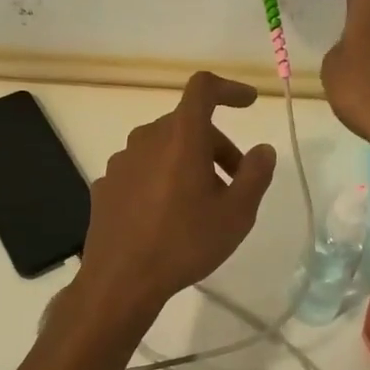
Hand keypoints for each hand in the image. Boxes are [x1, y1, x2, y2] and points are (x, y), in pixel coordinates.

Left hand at [72, 72, 277, 325]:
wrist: (120, 281)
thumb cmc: (185, 242)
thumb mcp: (236, 213)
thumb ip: (256, 174)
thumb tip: (262, 150)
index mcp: (180, 136)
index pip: (203, 88)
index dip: (228, 89)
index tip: (248, 102)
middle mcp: (146, 138)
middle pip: (187, 124)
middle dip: (217, 145)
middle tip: (236, 181)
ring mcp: (121, 161)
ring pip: (163, 148)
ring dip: (188, 163)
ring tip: (202, 203)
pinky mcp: (107, 185)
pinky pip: (142, 169)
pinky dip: (162, 179)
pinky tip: (168, 215)